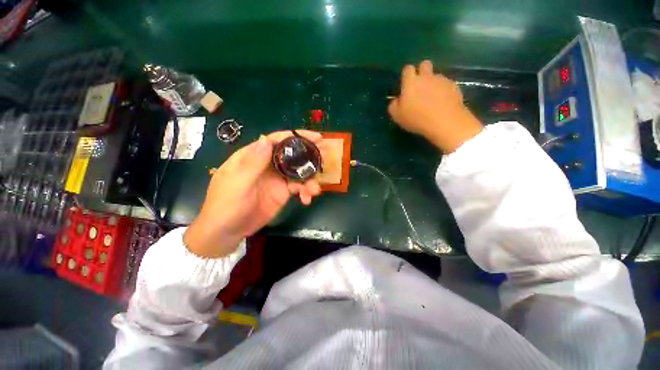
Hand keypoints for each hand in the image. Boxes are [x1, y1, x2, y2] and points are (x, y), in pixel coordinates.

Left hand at [183, 131, 321, 257]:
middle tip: (325, 160)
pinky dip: (306, 192)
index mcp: (254, 156)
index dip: (297, 136)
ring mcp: (277, 179)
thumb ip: (253, 163)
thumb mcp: (237, 183)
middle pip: (292, 155)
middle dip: (310, 156)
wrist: (227, 231)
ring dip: (310, 179)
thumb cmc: (226, 205)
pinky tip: (307, 199)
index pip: (277, 141)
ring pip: (299, 172)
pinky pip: (299, 187)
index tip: (317, 137)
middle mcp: (268, 164)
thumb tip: (267, 139)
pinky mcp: (283, 192)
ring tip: (315, 190)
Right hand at [388, 60, 483, 152]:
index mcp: (411, 82)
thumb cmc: (416, 119)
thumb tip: (396, 100)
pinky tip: (442, 103)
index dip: (406, 75)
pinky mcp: (454, 86)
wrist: (444, 121)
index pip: (407, 69)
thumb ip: (394, 106)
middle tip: (420, 87)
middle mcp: (426, 77)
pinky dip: (443, 91)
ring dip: (433, 83)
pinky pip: (446, 84)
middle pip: (424, 64)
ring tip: (432, 99)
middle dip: (422, 72)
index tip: (406, 86)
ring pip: (436, 76)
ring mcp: (441, 80)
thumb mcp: (397, 116)